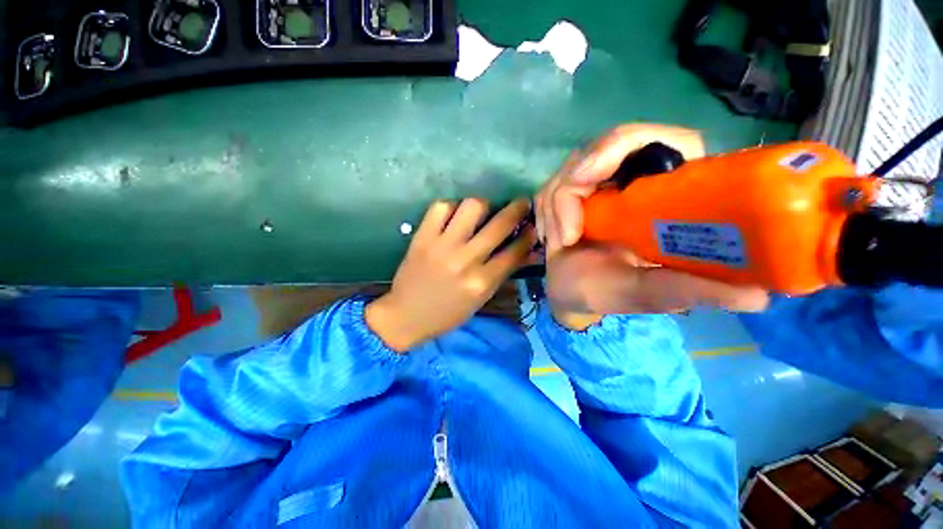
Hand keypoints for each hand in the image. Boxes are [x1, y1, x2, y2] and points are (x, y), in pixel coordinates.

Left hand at [366, 198, 533, 351]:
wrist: (406, 316)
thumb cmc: (448, 313)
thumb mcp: (480, 299)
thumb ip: (501, 273)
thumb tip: (523, 250)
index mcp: (482, 282)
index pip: (514, 252)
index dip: (529, 235)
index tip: (532, 225)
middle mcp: (465, 261)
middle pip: (499, 225)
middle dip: (517, 209)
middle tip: (521, 203)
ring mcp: (442, 246)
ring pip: (472, 207)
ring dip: (483, 205)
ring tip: (482, 211)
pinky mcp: (422, 237)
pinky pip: (441, 207)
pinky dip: (452, 207)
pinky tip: (454, 215)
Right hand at [535, 124, 767, 327]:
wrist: (570, 293)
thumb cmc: (608, 292)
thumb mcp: (646, 292)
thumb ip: (687, 291)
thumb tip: (759, 296)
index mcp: (670, 195)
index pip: (668, 141)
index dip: (628, 144)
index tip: (589, 177)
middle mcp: (638, 181)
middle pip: (609, 145)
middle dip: (578, 177)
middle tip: (567, 217)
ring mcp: (602, 183)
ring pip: (573, 165)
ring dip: (557, 204)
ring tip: (561, 241)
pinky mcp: (573, 192)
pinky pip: (552, 184)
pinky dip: (547, 210)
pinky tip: (552, 237)